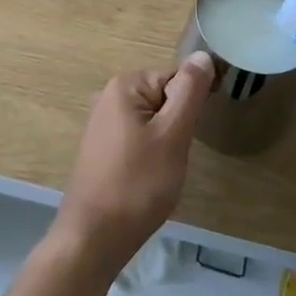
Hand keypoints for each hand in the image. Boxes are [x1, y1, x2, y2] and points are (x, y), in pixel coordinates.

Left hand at [52, 53, 214, 272]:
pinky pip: (138, 139)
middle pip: (163, 97)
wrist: (93, 239)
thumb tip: (203, 55)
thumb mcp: (172, 135)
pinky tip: (147, 179)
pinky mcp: (101, 149)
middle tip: (175, 157)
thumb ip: (190, 92)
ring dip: (165, 142)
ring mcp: (102, 124)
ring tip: (162, 171)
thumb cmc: (137, 184)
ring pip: (153, 121)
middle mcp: (108, 97)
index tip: (191, 135)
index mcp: (125, 85)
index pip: (176, 78)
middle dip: (177, 125)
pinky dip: (150, 155)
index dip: (191, 105)